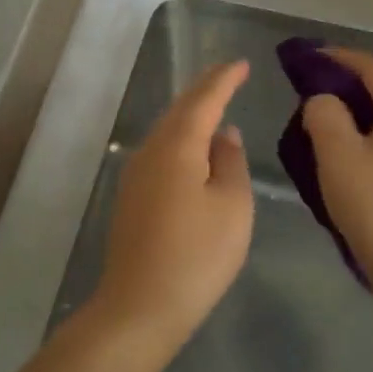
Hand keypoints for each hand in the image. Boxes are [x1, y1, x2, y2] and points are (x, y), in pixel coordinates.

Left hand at [91, 61, 254, 356]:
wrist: (140, 308)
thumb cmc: (196, 256)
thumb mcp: (231, 206)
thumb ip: (230, 162)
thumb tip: (223, 133)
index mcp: (176, 146)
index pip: (203, 100)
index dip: (223, 79)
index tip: (241, 63)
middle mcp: (150, 152)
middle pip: (179, 111)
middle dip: (204, 90)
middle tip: (228, 76)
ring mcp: (135, 175)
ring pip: (166, 131)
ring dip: (191, 115)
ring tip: (215, 106)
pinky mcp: (131, 198)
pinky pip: (160, 153)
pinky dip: (181, 140)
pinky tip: (194, 151)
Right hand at [301, 49, 372, 290]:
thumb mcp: (336, 154)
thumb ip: (324, 115)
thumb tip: (324, 101)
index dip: (343, 57)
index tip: (313, 55)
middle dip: (354, 79)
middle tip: (319, 80)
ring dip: (363, 105)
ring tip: (330, 111)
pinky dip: (372, 128)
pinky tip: (352, 146)